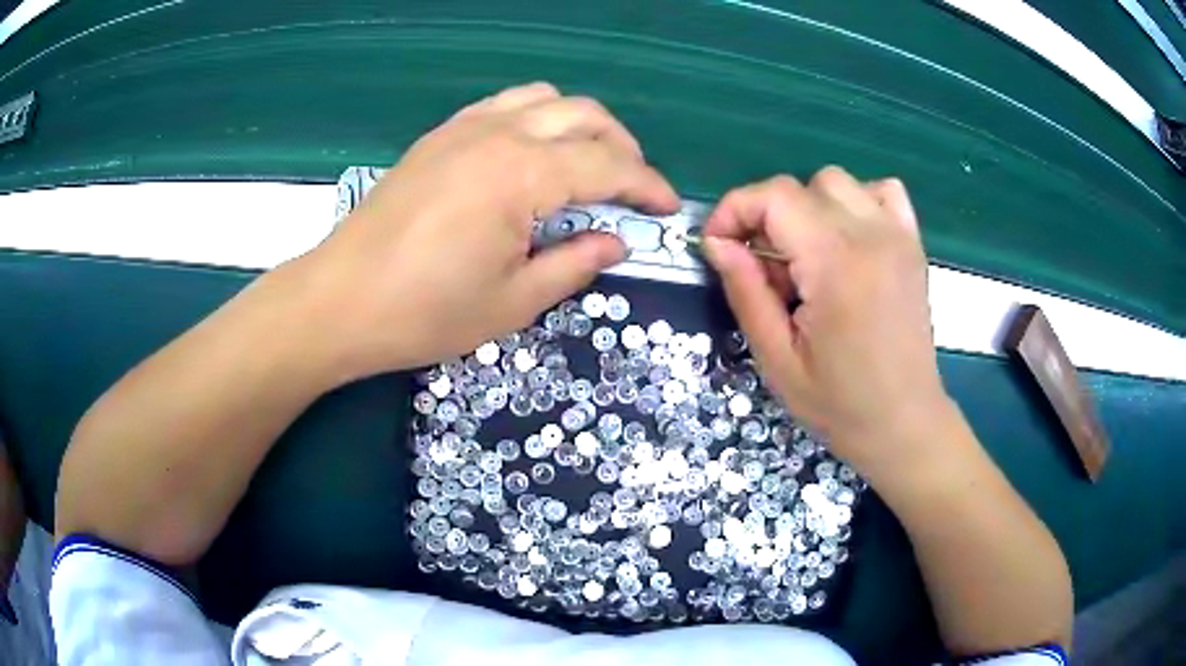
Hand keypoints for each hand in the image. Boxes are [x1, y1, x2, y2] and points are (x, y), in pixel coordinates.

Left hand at [290, 83, 678, 380]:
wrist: (340, 301)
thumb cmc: (425, 312)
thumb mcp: (513, 302)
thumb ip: (574, 264)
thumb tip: (616, 242)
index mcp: (522, 175)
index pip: (608, 165)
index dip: (647, 185)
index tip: (668, 208)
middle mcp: (498, 134)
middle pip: (584, 115)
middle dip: (622, 146)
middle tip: (631, 187)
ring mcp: (464, 128)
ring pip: (545, 98)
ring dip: (580, 124)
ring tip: (587, 163)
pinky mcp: (439, 136)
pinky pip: (503, 105)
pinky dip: (535, 118)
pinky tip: (532, 154)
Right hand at [702, 168, 950, 472]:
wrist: (905, 422)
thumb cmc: (839, 403)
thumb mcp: (777, 358)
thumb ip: (746, 291)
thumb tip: (716, 243)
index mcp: (835, 263)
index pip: (773, 197)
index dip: (734, 210)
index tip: (719, 245)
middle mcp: (870, 235)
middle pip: (800, 186)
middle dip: (766, 216)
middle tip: (766, 270)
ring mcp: (897, 235)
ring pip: (837, 181)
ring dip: (808, 207)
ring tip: (807, 256)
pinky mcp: (912, 244)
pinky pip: (882, 191)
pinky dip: (856, 202)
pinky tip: (848, 239)